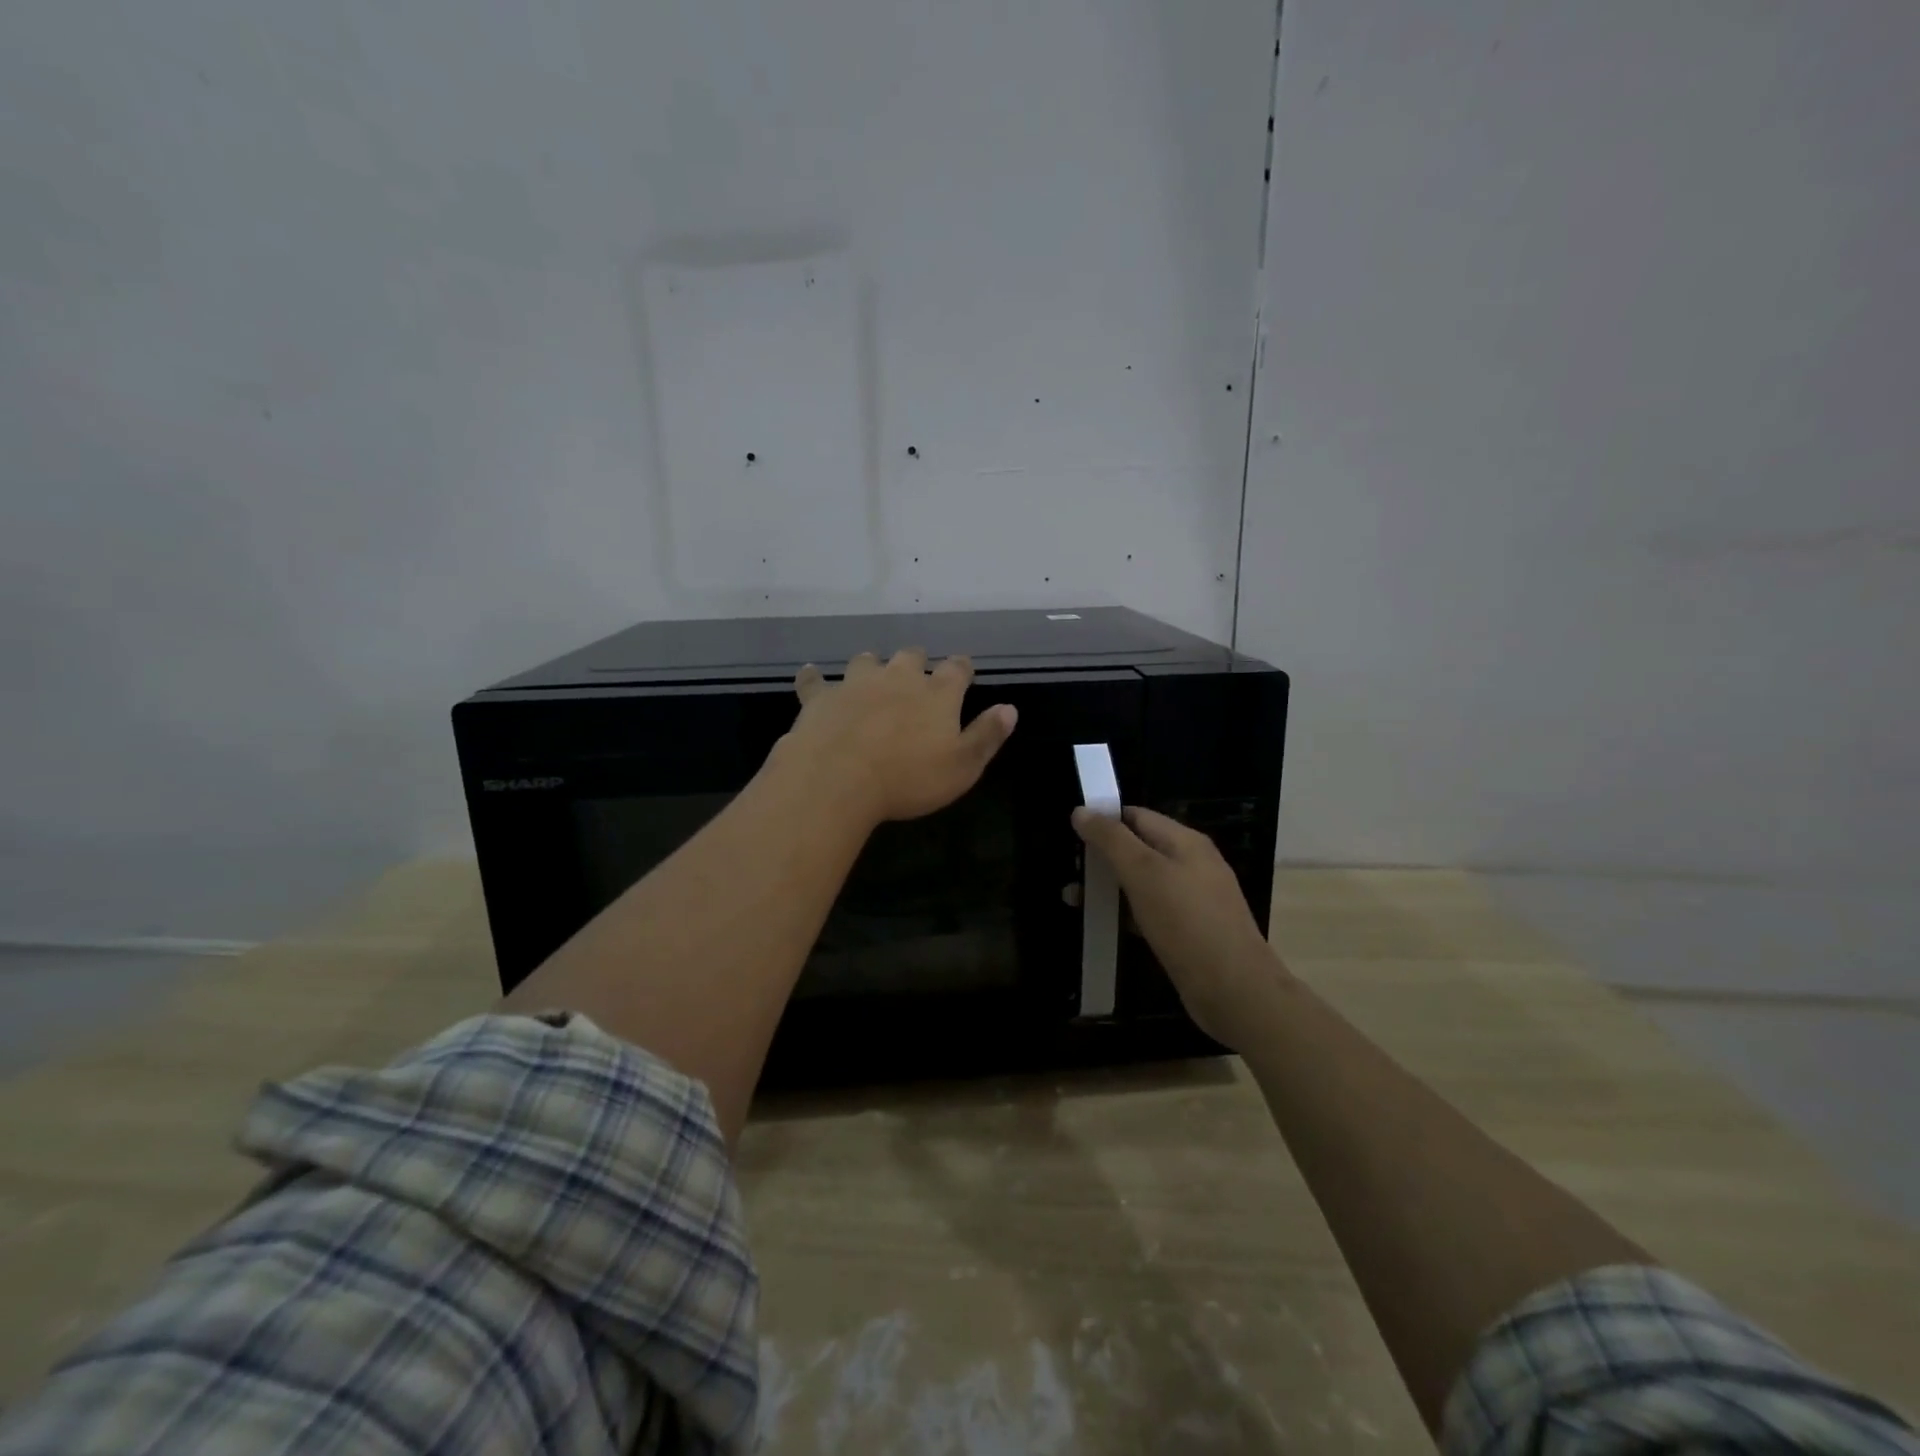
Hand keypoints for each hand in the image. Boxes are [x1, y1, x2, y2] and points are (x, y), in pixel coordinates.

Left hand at [783, 649, 1017, 824]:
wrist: (839, 779)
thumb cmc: (908, 778)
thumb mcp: (962, 766)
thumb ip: (987, 735)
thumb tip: (1010, 708)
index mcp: (937, 693)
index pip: (957, 668)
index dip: (962, 668)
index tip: (964, 671)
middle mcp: (898, 677)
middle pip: (911, 656)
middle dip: (916, 662)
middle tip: (916, 674)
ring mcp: (856, 683)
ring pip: (866, 661)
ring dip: (872, 666)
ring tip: (871, 676)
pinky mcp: (821, 697)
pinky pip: (815, 680)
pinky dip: (815, 678)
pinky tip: (812, 677)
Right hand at [1071, 805, 1286, 1049]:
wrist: (1234, 990)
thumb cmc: (1186, 922)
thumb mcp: (1143, 872)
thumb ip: (1111, 839)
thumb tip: (1081, 810)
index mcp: (1185, 841)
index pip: (1136, 816)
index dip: (1103, 820)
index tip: (1069, 833)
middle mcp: (1191, 864)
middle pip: (1138, 848)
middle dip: (1102, 857)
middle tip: (1068, 871)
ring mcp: (1192, 899)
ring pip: (1142, 882)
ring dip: (1108, 887)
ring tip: (1072, 900)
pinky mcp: (1188, 930)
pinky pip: (1150, 910)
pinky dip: (1125, 912)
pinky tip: (1102, 925)